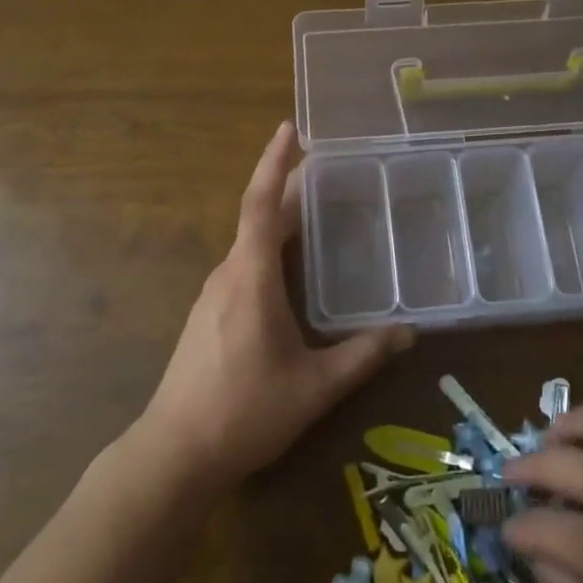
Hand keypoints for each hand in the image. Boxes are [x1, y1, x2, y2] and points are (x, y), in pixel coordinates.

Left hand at [141, 122, 413, 489]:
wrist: (174, 453)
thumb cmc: (244, 412)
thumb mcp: (314, 387)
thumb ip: (362, 356)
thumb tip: (408, 333)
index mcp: (250, 277)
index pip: (261, 205)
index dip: (275, 163)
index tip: (291, 129)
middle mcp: (228, 275)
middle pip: (258, 216)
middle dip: (287, 187)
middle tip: (326, 168)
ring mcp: (212, 295)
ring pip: (250, 244)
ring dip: (278, 221)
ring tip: (317, 212)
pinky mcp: (208, 315)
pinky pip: (243, 266)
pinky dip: (269, 250)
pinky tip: (292, 270)